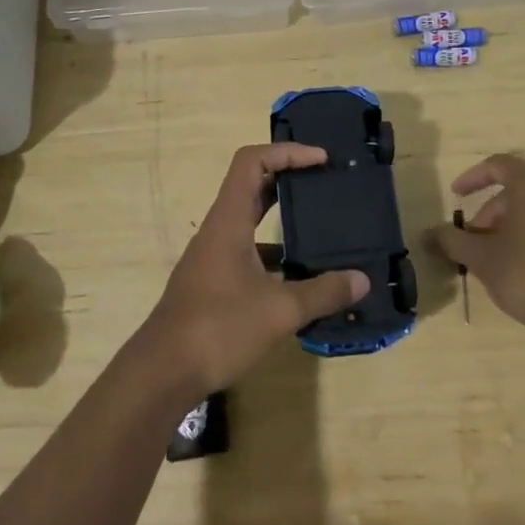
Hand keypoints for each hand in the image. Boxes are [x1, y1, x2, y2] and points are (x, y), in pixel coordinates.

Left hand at [137, 144, 368, 399]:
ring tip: (321, 230)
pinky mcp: (213, 283)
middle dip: (289, 179)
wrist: (163, 372)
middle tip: (326, 185)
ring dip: (282, 220)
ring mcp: (212, 258)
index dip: (286, 152)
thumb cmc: (219, 328)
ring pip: (250, 222)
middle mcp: (218, 232)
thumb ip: (323, 292)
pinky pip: (248, 253)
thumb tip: (361, 280)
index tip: (321, 160)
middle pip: (252, 186)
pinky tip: (300, 278)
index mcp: (228, 222)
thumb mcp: (279, 311)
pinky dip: (274, 255)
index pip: (251, 162)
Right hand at [430, 154, 524, 339]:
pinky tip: (519, 261)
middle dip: (490, 210)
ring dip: (510, 222)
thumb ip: (452, 239)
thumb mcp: (480, 257)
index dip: (472, 178)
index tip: (456, 196)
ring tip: (492, 252)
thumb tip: (430, 234)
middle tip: (472, 237)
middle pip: (517, 188)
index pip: (498, 165)